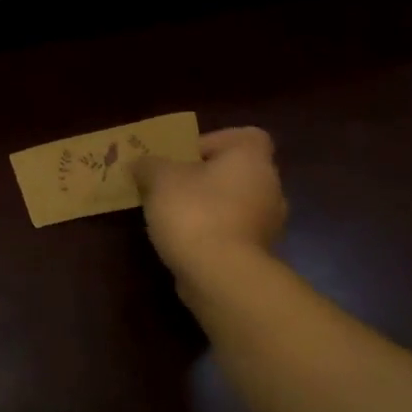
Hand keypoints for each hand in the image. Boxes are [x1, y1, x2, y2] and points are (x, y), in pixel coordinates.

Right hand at [133, 126, 287, 277]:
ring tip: (172, 215)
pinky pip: (232, 231)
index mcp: (251, 160)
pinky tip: (183, 240)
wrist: (221, 275)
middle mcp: (269, 187)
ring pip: (234, 203)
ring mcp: (268, 223)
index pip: (246, 136)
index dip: (215, 141)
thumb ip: (149, 165)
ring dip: (208, 206)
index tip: (185, 157)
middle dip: (204, 177)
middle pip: (237, 172)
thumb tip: (142, 164)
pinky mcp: (259, 254)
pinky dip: (212, 232)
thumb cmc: (194, 212)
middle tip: (171, 185)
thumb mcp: (158, 178)